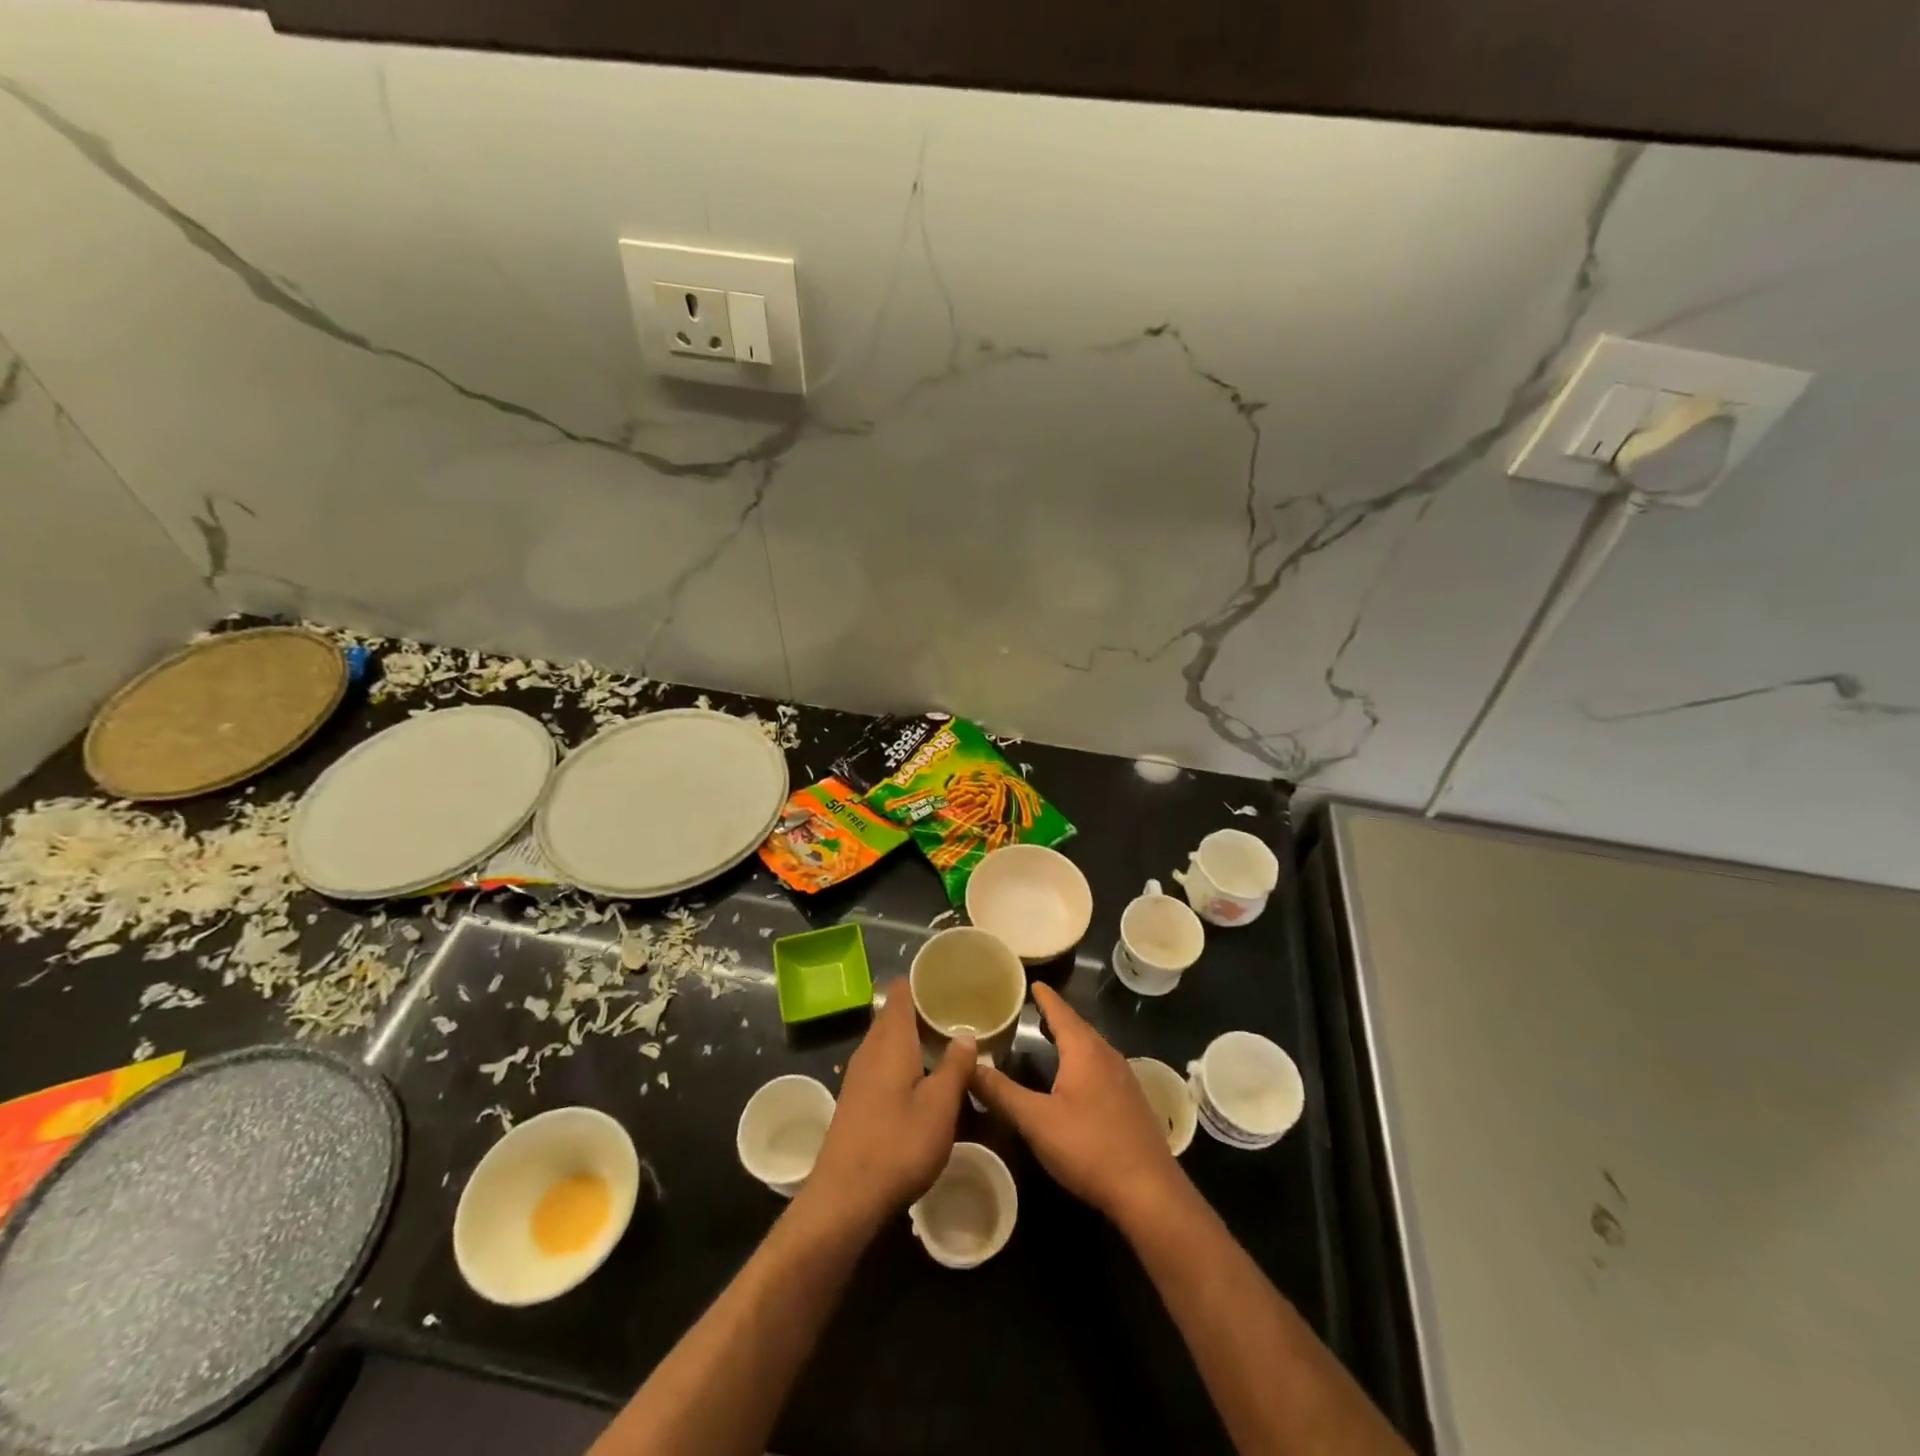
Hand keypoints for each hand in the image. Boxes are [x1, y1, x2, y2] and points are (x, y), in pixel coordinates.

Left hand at [805, 986, 973, 1229]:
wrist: (845, 1197)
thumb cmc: (898, 1144)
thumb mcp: (940, 1107)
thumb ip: (955, 1067)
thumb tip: (965, 1034)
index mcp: (891, 1040)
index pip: (901, 991)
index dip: (923, 979)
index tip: (950, 977)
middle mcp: (870, 1048)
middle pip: (894, 1013)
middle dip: (923, 1007)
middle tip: (958, 1008)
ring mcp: (858, 1074)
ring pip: (888, 1039)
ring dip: (913, 1034)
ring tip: (946, 1039)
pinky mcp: (856, 1098)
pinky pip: (882, 1060)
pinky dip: (903, 1056)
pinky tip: (922, 1075)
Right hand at [972, 982, 1185, 1225]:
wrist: (1149, 1191)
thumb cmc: (1089, 1147)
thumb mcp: (1036, 1121)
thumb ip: (1001, 1092)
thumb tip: (968, 1064)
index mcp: (1085, 1051)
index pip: (1061, 1011)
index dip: (1045, 997)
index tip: (1033, 982)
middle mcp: (1107, 1055)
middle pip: (1078, 1027)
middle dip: (1056, 1016)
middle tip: (1034, 1007)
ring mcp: (1123, 1079)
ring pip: (1092, 1047)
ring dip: (1071, 1038)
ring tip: (1050, 1035)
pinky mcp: (1131, 1102)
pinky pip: (1101, 1066)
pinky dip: (1083, 1059)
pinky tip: (1075, 1076)